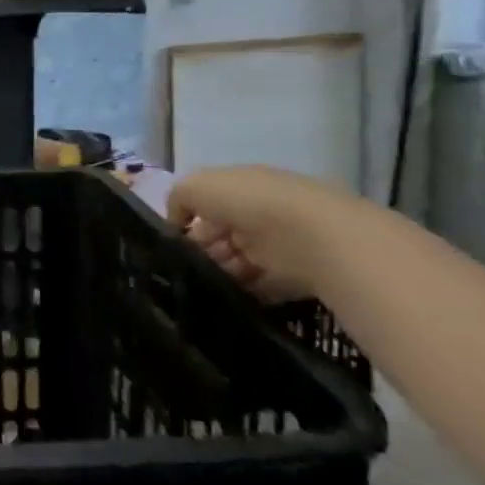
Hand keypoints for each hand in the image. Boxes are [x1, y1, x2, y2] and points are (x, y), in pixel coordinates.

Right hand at [167, 165, 357, 302]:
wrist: (312, 238)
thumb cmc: (249, 203)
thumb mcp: (196, 186)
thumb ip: (178, 199)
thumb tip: (175, 222)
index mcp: (240, 188)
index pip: (207, 206)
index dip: (187, 224)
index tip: (172, 245)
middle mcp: (260, 214)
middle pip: (221, 237)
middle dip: (201, 253)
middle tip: (183, 270)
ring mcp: (279, 246)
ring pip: (238, 262)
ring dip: (220, 274)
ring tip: (200, 288)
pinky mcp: (294, 277)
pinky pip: (261, 287)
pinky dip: (244, 294)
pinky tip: (223, 299)